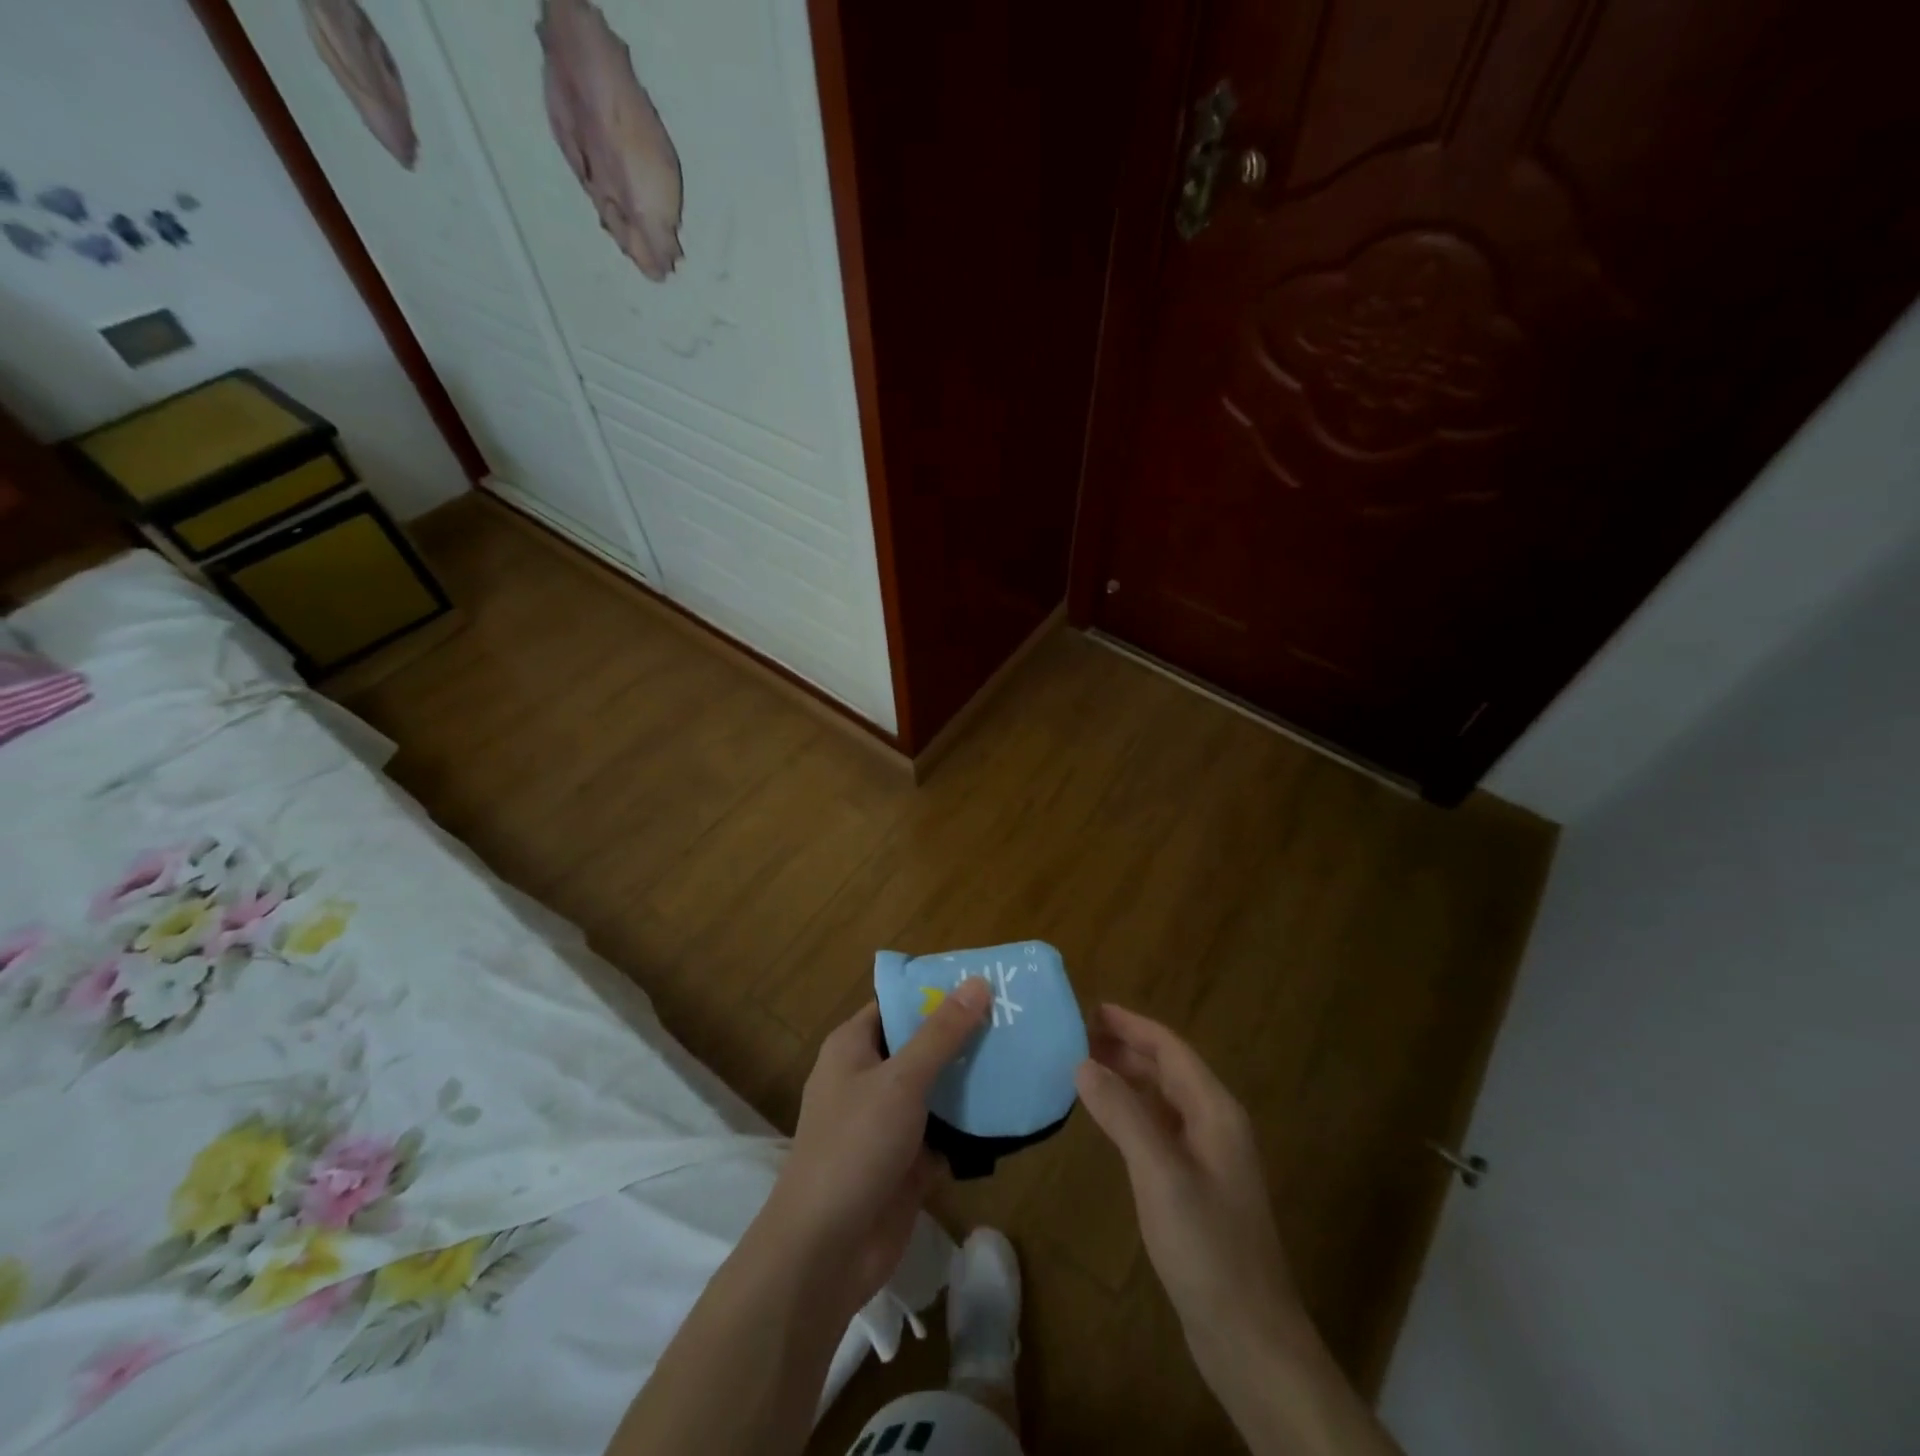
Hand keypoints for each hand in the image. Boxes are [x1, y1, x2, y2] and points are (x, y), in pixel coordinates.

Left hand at [765, 978, 991, 1311]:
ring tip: (1023, 1055)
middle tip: (1016, 1018)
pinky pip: (945, 1132)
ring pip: (937, 1089)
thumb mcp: (901, 1080)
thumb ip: (941, 1033)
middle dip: (963, 1035)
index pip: (898, 1004)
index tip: (984, 982)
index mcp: (854, 1047)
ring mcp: (888, 1121)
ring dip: (972, 1079)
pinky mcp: (907, 1161)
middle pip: (921, 1045)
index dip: (936, 991)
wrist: (826, 1251)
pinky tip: (1012, 1110)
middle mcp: (869, 1077)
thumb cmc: (855, 1146)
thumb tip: (977, 982)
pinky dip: (971, 1125)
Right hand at [1075, 1005, 1302, 1377]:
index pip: (1170, 1048)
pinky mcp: (1198, 1185)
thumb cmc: (1206, 1246)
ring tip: (1083, 1067)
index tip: (1089, 1009)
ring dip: (1128, 1077)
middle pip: (1168, 1068)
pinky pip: (1161, 1128)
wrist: (1249, 1336)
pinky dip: (1133, 1111)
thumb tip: (1083, 1063)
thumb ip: (1122, 1113)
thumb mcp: (1159, 1173)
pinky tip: (1108, 1119)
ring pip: (1164, 1098)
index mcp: (1215, 1110)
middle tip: (1076, 1036)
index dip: (1131, 1024)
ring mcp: (1209, 1156)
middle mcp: (1215, 1123)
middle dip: (1126, 1047)